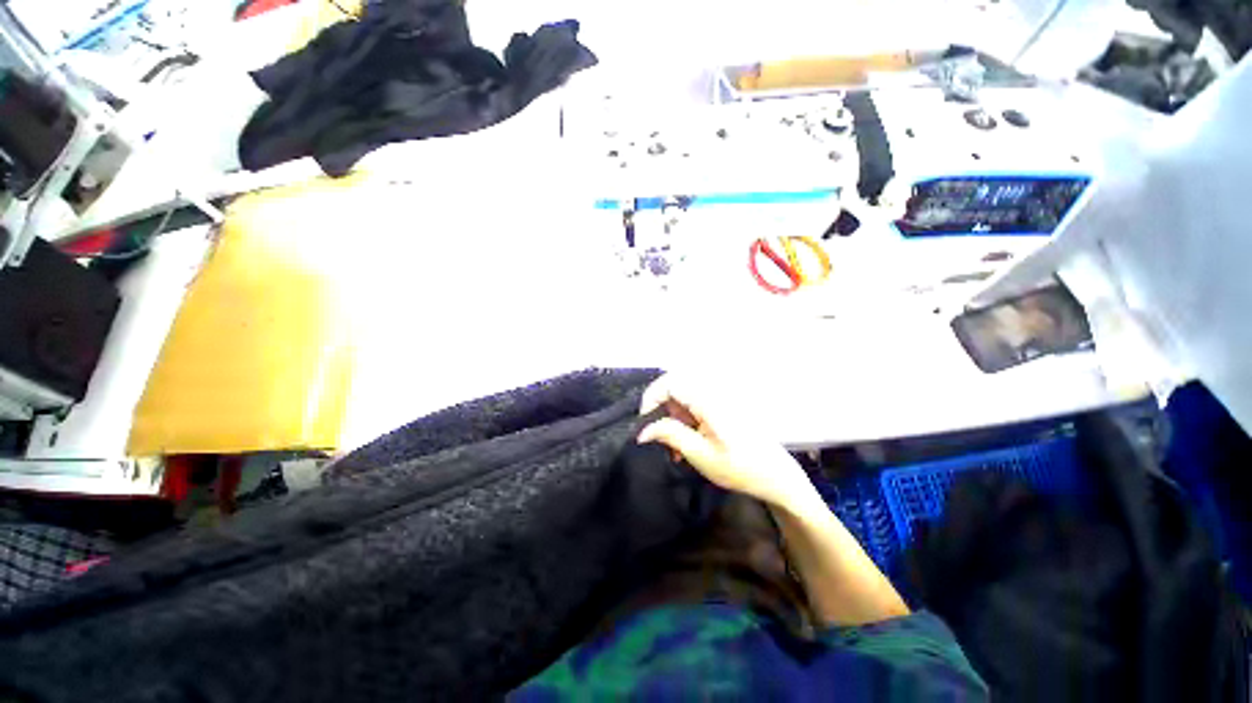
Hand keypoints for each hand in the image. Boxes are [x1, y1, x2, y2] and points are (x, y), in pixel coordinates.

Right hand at [637, 374, 814, 509]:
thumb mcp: (700, 455)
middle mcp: (713, 392)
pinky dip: (686, 421)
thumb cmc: (740, 467)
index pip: (670, 382)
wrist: (776, 475)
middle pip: (675, 388)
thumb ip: (670, 435)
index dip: (651, 398)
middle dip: (662, 411)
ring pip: (683, 397)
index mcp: (709, 400)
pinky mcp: (722, 405)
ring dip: (674, 419)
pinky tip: (688, 443)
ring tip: (676, 448)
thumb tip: (643, 430)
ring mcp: (719, 398)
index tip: (645, 423)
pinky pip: (695, 404)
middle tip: (662, 438)